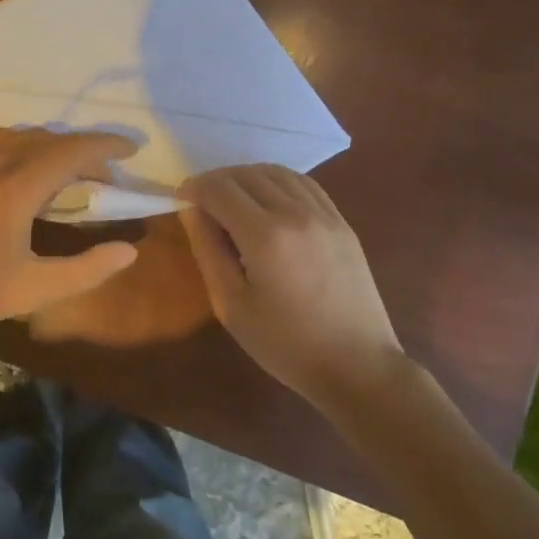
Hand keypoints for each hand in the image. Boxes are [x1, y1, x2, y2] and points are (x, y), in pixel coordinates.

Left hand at [0, 128, 141, 333]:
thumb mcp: (29, 291)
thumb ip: (84, 270)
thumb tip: (128, 251)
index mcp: (16, 185)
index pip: (75, 150)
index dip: (108, 146)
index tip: (132, 150)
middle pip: (53, 139)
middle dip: (86, 152)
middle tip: (105, 179)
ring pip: (26, 135)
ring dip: (55, 147)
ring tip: (70, 174)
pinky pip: (1, 139)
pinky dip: (27, 146)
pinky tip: (28, 171)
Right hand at [177, 164, 401, 402]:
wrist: (357, 366)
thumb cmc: (285, 344)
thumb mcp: (231, 305)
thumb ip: (208, 250)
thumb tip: (191, 210)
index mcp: (265, 236)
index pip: (219, 189)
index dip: (194, 188)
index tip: (182, 200)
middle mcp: (295, 213)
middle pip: (246, 174)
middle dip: (217, 181)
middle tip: (202, 203)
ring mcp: (324, 214)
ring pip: (276, 172)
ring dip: (246, 177)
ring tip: (233, 199)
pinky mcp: (341, 222)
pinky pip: (303, 184)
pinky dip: (277, 181)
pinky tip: (268, 200)